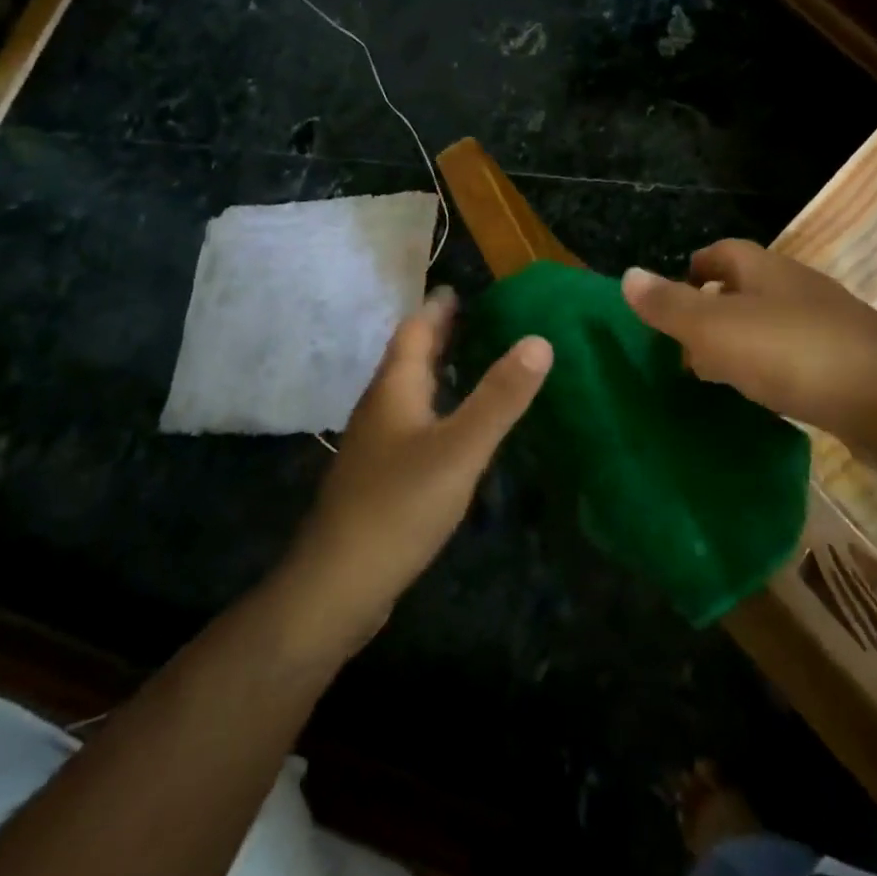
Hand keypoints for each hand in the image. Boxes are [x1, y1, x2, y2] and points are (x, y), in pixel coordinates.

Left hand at [287, 289, 551, 651]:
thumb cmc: (398, 506)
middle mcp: (380, 407)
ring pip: (409, 391)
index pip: (415, 330)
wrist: (337, 587)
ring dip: (437, 370)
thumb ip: (500, 397)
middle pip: (409, 357)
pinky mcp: (380, 476)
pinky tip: (456, 426)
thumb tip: (539, 340)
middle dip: (440, 334)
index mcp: (394, 389)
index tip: (464, 288)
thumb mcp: (460, 448)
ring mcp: (376, 444)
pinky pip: (412, 422)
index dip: (438, 308)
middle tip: (479, 318)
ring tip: (474, 362)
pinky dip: (436, 406)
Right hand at [621, 240, 876, 448]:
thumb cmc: (791, 352)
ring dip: (741, 342)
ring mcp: (826, 325)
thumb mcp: (715, 327)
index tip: (671, 293)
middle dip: (713, 308)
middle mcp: (796, 289)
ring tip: (714, 374)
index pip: (722, 252)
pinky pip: (794, 357)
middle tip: (682, 344)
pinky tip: (761, 397)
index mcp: (764, 270)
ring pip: (770, 324)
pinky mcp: (846, 364)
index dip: (695, 266)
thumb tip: (627, 275)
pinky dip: (769, 369)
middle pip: (746, 287)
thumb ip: (670, 305)